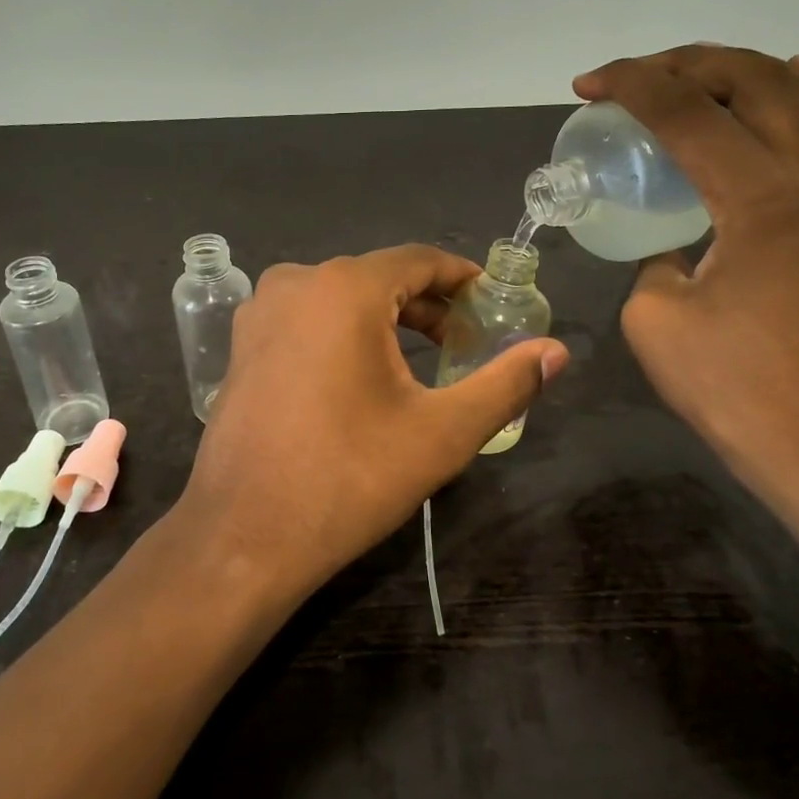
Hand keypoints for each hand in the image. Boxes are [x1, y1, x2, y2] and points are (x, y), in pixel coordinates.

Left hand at [179, 245, 568, 600]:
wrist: (244, 537)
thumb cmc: (349, 478)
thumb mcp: (442, 433)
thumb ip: (506, 384)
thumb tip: (558, 352)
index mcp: (343, 288)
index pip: (419, 260)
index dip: (462, 279)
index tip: (492, 303)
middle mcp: (294, 283)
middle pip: (378, 277)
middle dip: (427, 306)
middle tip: (465, 344)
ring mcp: (259, 314)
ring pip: (340, 299)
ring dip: (385, 320)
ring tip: (421, 363)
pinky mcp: (241, 347)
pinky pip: (306, 321)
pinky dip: (343, 334)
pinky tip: (361, 378)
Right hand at [574, 44, 798, 470]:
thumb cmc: (725, 380)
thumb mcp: (653, 313)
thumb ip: (653, 255)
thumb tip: (670, 239)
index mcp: (760, 198)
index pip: (688, 110)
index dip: (631, 84)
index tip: (588, 86)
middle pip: (751, 78)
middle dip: (682, 63)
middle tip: (634, 79)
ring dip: (740, 69)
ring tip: (693, 76)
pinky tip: (789, 80)